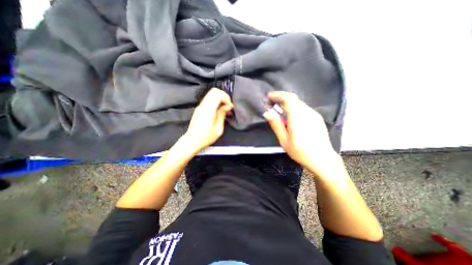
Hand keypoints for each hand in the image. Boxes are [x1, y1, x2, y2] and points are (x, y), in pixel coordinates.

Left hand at [186, 87, 234, 151]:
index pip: (218, 94)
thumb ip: (222, 115)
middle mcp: (203, 106)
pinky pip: (209, 99)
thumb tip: (226, 107)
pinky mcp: (199, 108)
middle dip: (224, 96)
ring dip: (220, 99)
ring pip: (211, 94)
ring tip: (224, 109)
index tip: (230, 107)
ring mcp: (200, 106)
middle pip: (214, 91)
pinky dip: (216, 102)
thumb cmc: (205, 137)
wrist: (192, 140)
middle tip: (228, 106)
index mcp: (208, 110)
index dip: (226, 98)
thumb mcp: (218, 129)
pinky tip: (219, 111)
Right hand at [264, 91, 337, 169]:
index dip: (277, 95)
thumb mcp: (284, 140)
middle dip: (280, 98)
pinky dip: (293, 108)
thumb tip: (267, 113)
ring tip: (279, 111)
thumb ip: (276, 125)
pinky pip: (303, 108)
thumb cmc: (300, 151)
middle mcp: (307, 112)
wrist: (322, 159)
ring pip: (298, 103)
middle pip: (293, 98)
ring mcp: (313, 114)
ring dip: (287, 103)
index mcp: (297, 117)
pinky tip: (290, 117)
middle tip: (271, 104)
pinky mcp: (316, 117)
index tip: (268, 97)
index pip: (287, 98)